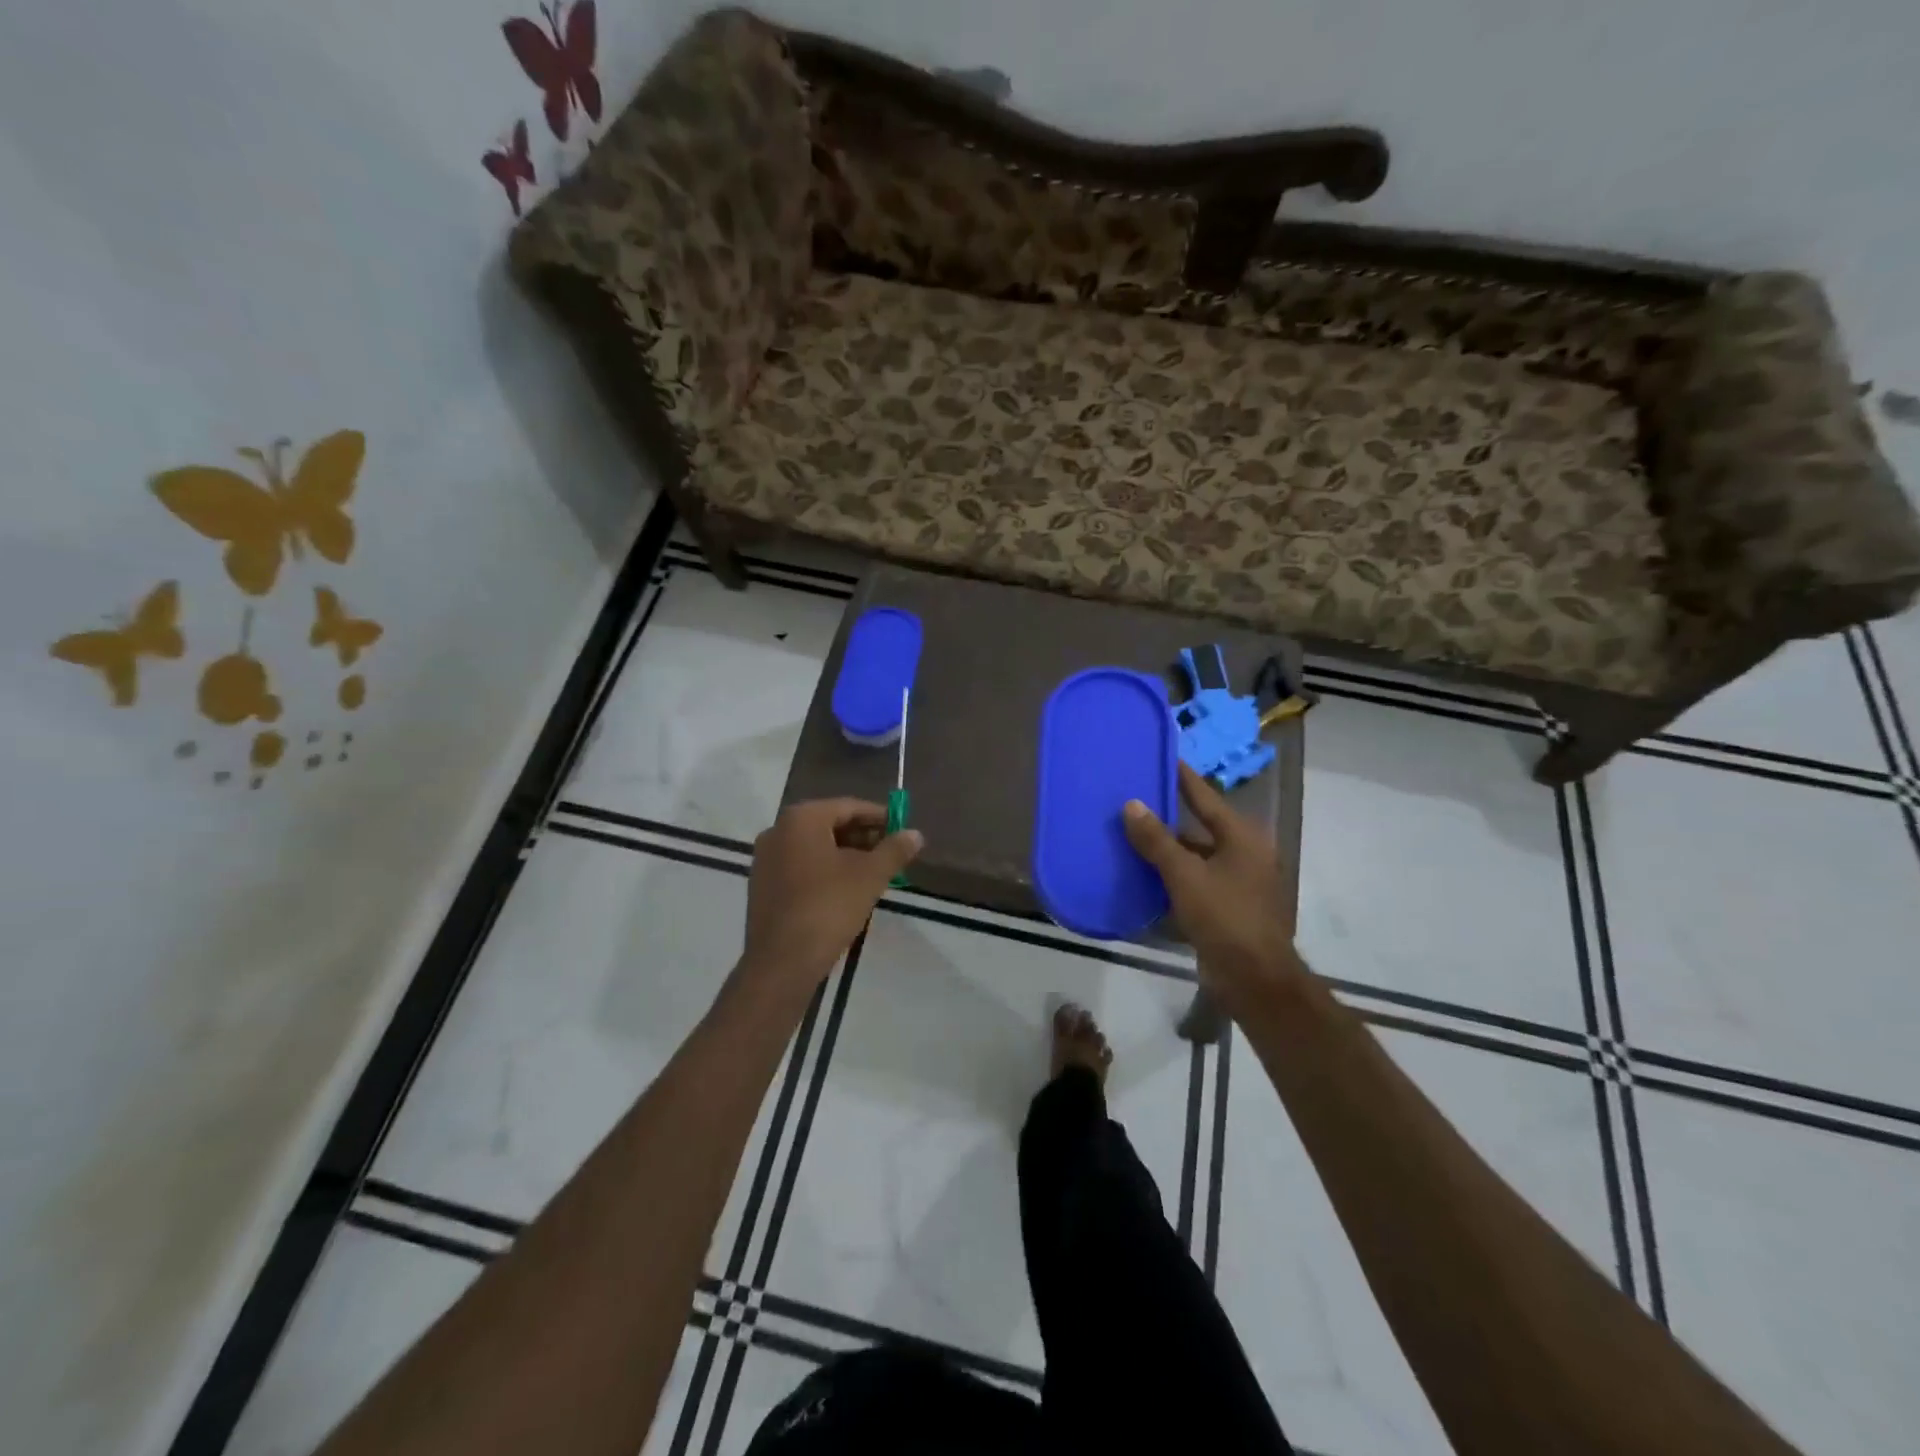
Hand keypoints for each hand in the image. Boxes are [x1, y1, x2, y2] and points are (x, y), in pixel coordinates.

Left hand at [739, 798, 921, 995]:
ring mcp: (765, 859)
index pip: (849, 806)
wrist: (782, 961)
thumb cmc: (829, 907)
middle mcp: (778, 830)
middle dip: (863, 838)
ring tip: (873, 874)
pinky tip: (845, 890)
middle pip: (830, 824)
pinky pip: (800, 866)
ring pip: (814, 847)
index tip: (902, 830)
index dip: (879, 817)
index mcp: (801, 819)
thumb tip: (916, 834)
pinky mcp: (762, 885)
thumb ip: (895, 850)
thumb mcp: (870, 876)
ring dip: (845, 855)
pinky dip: (824, 871)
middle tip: (891, 855)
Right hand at [1123, 763, 1300, 1007]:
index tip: (1164, 757)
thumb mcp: (1185, 875)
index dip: (1184, 778)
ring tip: (1134, 833)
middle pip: (1202, 825)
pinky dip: (1175, 874)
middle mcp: (1245, 853)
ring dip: (1170, 847)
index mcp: (1242, 837)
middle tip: (1138, 797)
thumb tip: (1132, 804)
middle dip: (1170, 814)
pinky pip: (1197, 879)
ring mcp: (1239, 882)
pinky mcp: (1229, 906)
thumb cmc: (1224, 917)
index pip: (1206, 797)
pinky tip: (1146, 873)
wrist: (1255, 978)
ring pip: (1198, 854)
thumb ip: (1156, 840)